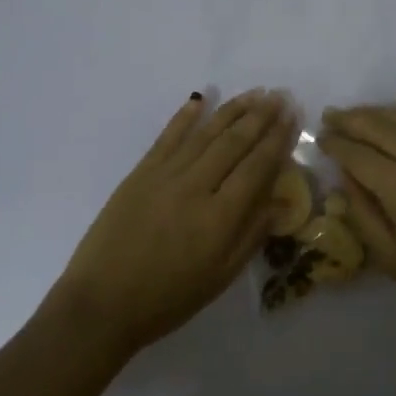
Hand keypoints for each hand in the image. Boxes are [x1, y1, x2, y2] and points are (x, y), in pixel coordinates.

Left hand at [49, 89, 296, 355]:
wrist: (102, 302)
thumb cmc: (168, 299)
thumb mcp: (220, 277)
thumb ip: (251, 235)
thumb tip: (280, 201)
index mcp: (220, 217)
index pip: (256, 167)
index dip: (277, 139)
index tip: (293, 115)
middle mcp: (195, 187)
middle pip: (234, 143)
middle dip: (260, 116)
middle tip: (279, 95)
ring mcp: (165, 176)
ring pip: (205, 134)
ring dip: (231, 110)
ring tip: (254, 93)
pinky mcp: (140, 173)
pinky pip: (167, 137)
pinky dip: (185, 116)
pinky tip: (200, 99)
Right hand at [321, 86, 395, 335]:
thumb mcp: (394, 260)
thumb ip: (363, 214)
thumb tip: (345, 178)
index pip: (358, 155)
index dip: (335, 144)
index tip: (320, 138)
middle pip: (379, 127)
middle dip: (350, 120)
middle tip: (330, 116)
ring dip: (379, 111)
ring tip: (358, 112)